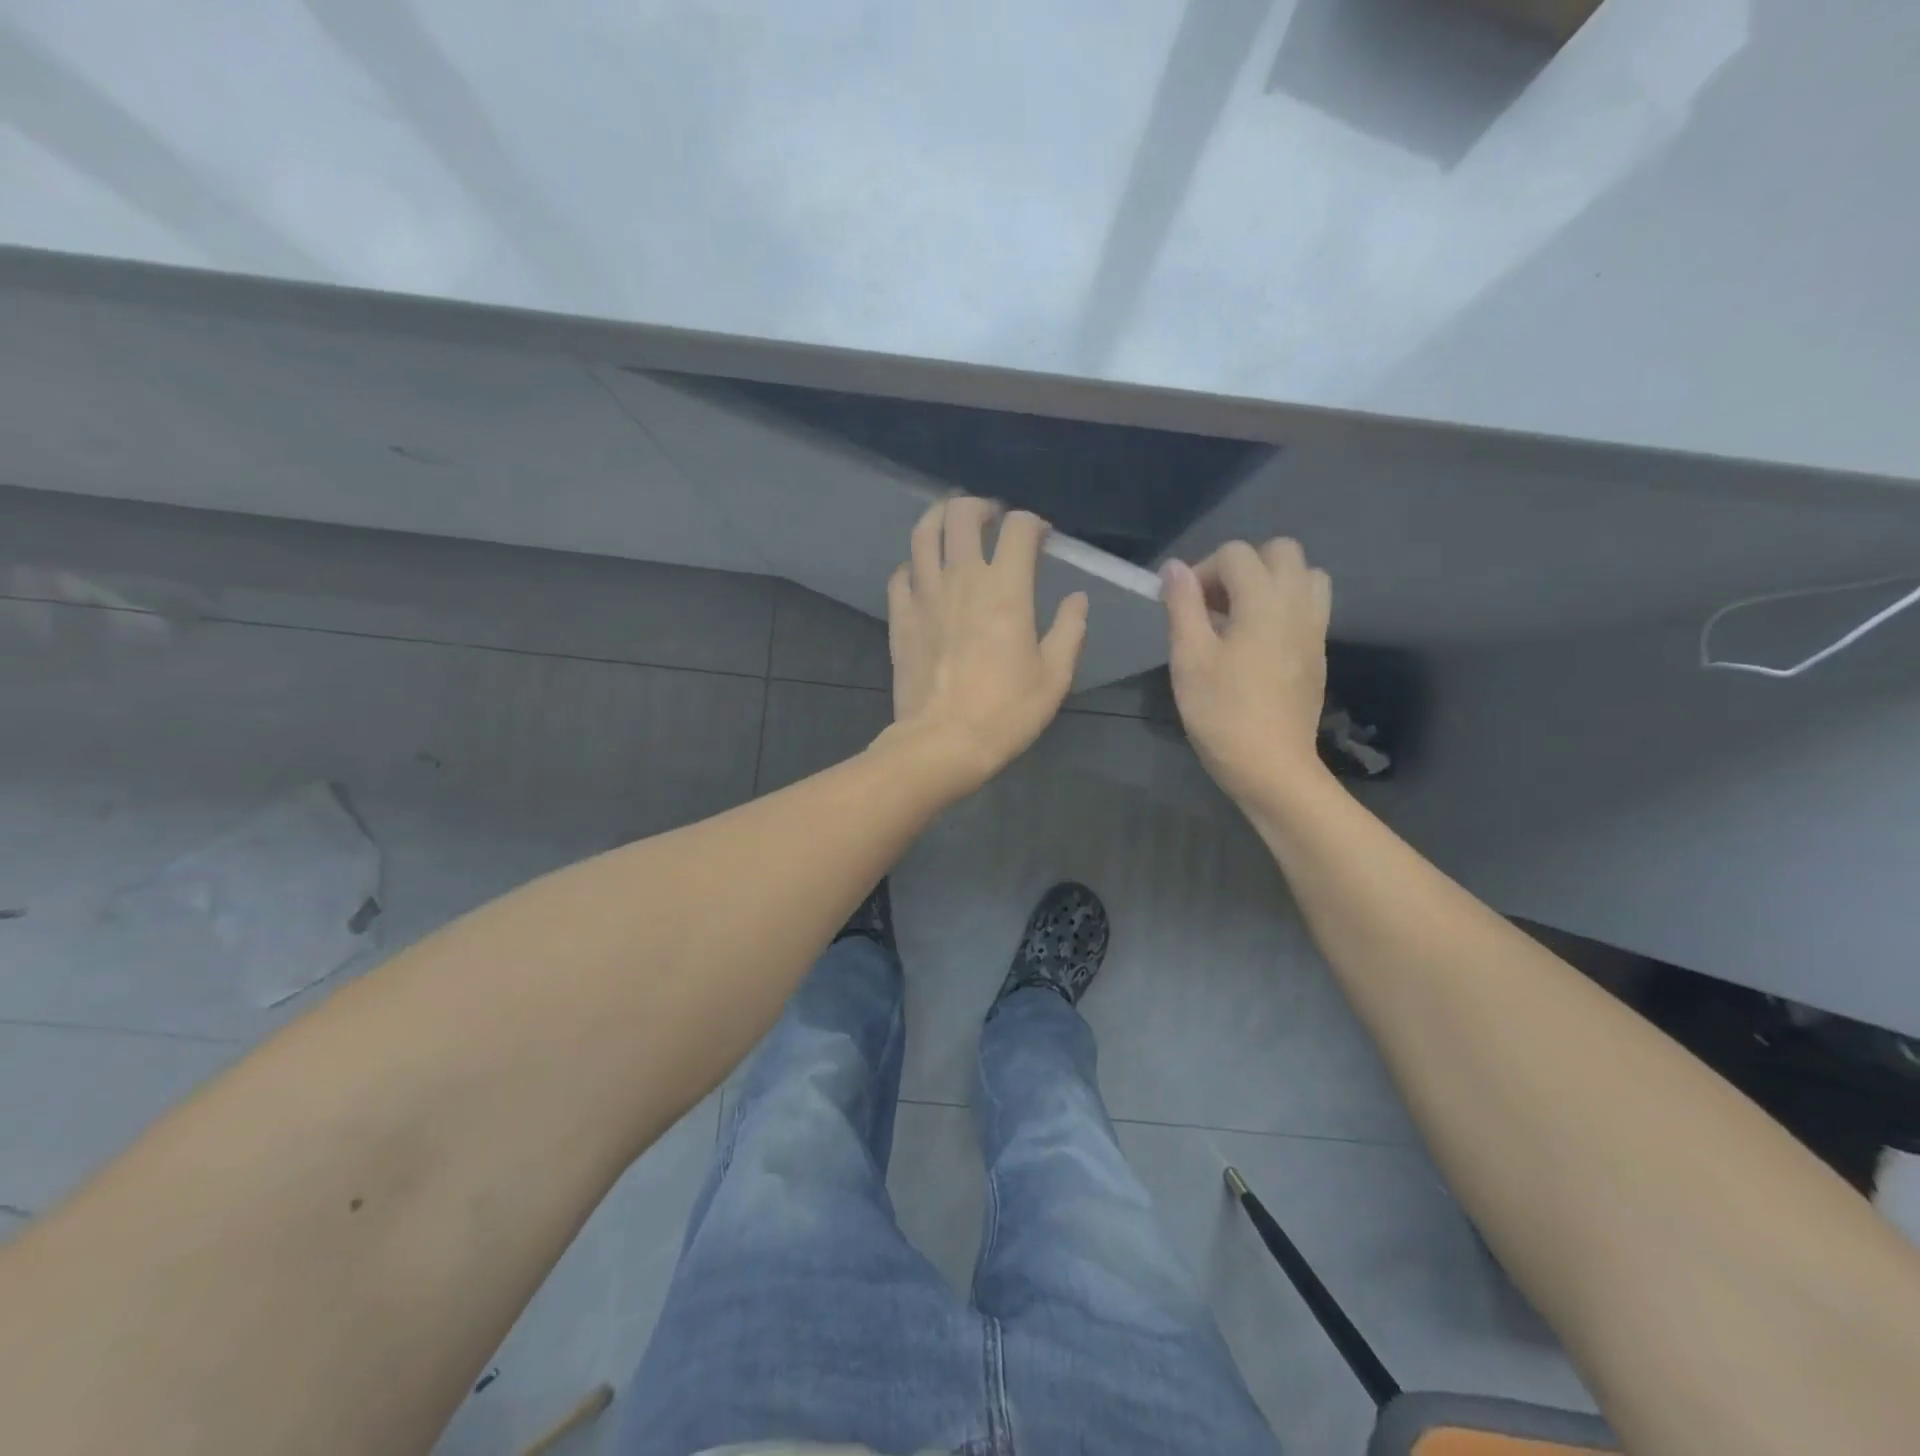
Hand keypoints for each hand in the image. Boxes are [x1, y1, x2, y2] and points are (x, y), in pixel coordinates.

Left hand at [884, 497, 1087, 796]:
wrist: (943, 742)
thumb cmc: (1006, 712)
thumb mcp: (1054, 677)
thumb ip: (1069, 630)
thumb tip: (1077, 599)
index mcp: (1006, 589)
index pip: (1018, 528)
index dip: (1032, 523)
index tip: (1041, 537)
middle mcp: (962, 580)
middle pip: (962, 514)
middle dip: (980, 507)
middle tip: (991, 520)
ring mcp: (925, 596)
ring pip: (923, 534)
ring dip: (939, 518)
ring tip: (952, 524)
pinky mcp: (900, 618)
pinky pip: (900, 575)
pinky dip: (913, 565)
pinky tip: (922, 574)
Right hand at [1161, 539, 1331, 806]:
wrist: (1272, 766)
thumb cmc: (1222, 713)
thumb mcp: (1189, 659)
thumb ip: (1182, 606)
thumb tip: (1174, 568)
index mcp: (1264, 601)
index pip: (1236, 554)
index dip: (1202, 571)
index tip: (1183, 607)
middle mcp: (1297, 604)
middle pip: (1280, 552)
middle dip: (1242, 566)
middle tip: (1213, 604)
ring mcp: (1314, 628)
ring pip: (1303, 575)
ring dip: (1270, 582)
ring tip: (1239, 615)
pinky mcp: (1318, 652)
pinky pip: (1309, 606)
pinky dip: (1284, 606)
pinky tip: (1256, 641)